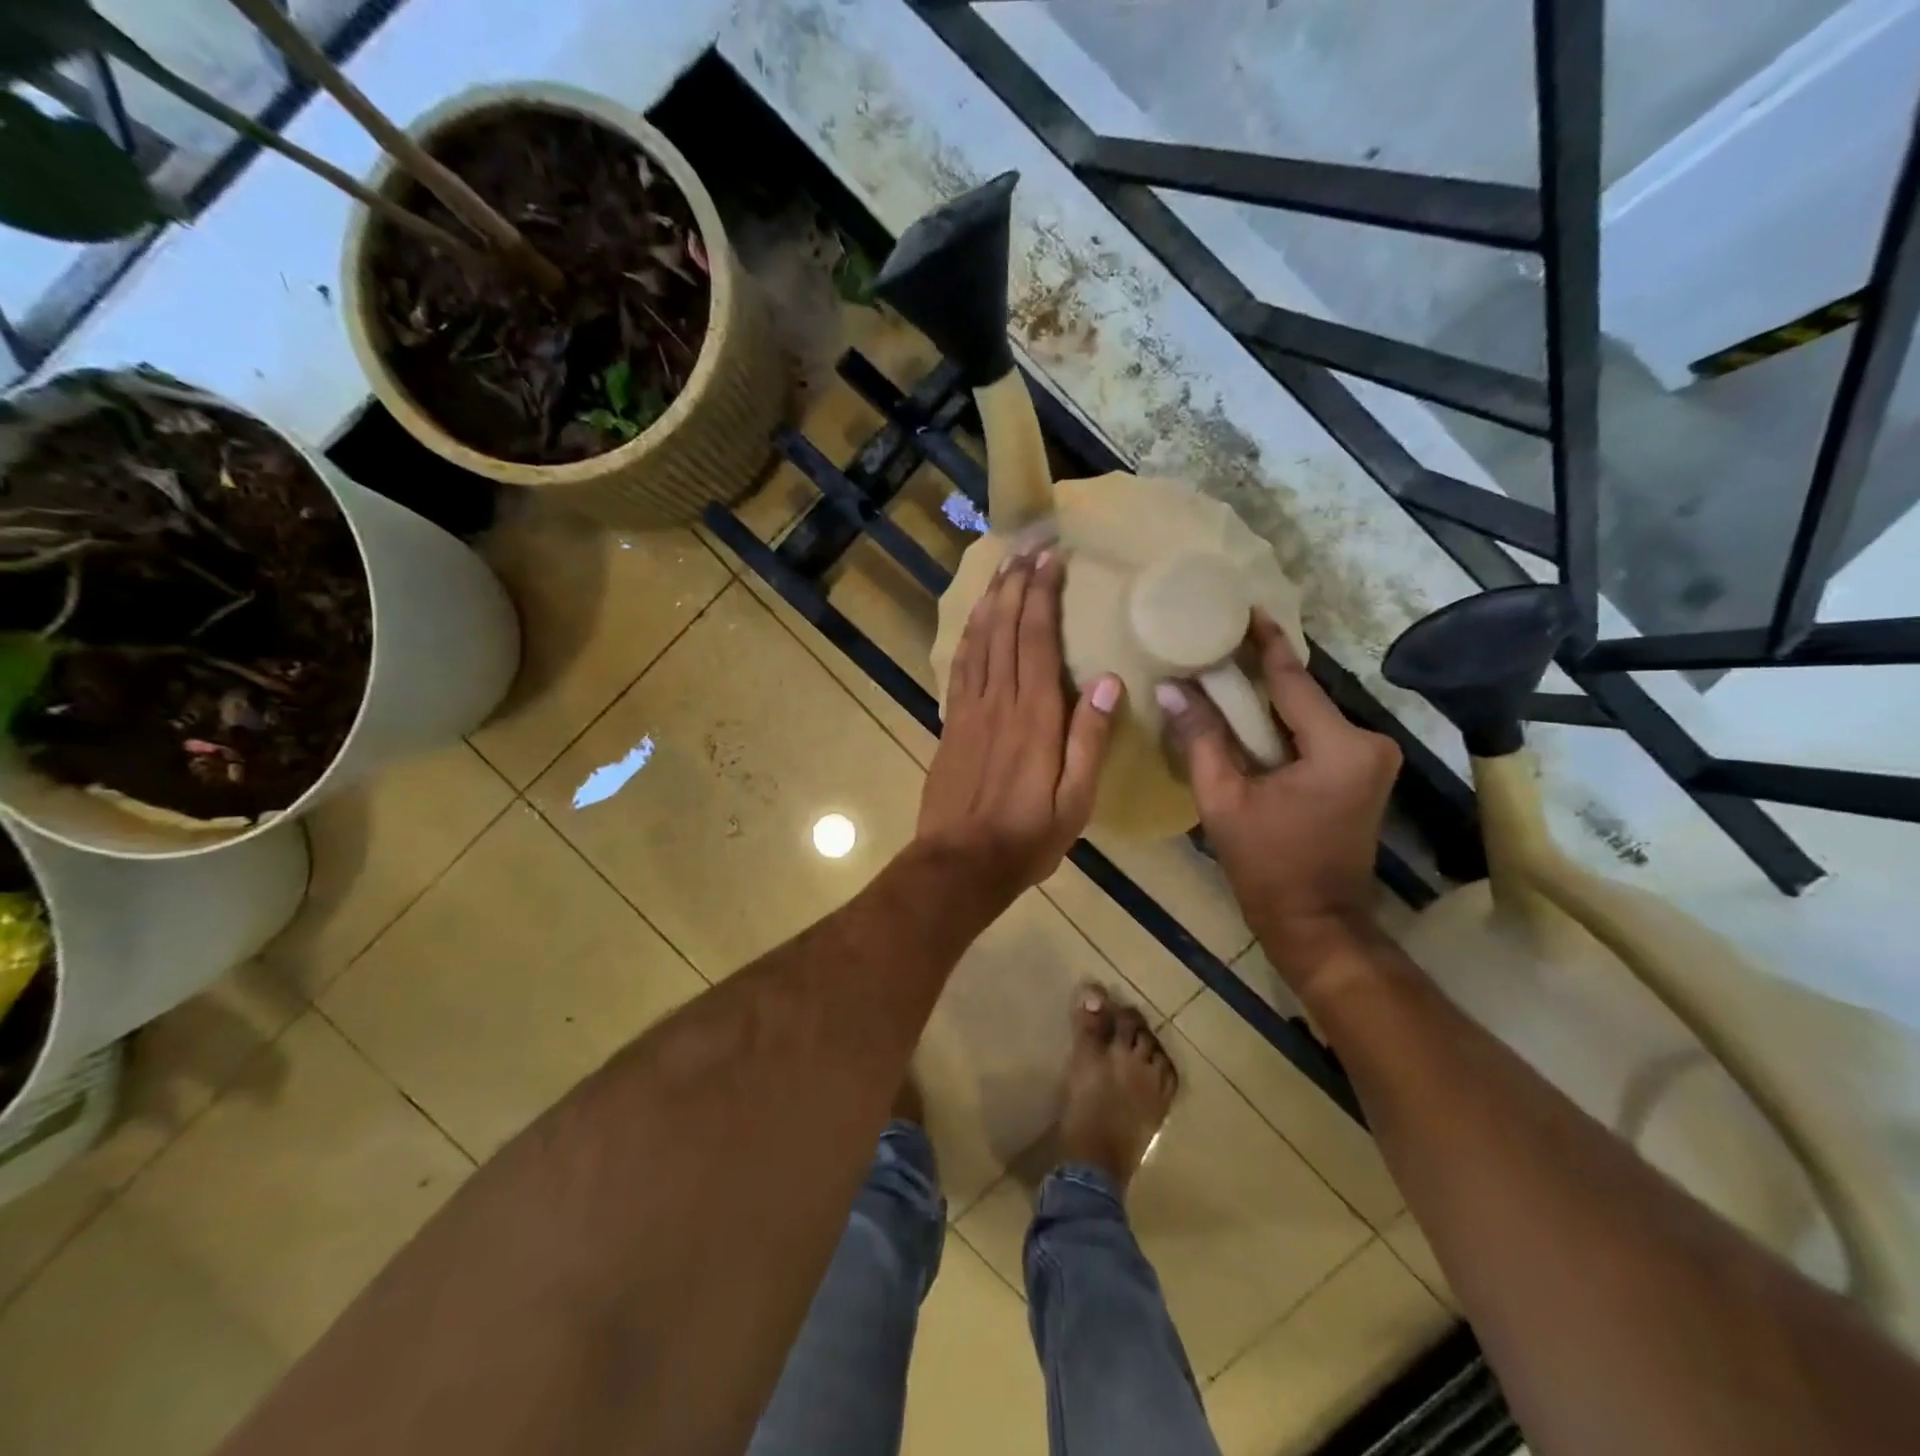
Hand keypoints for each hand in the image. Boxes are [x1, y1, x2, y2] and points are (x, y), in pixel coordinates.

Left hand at [916, 549, 1121, 903]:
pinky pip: (960, 667)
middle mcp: (999, 702)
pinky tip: (975, 620)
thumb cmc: (1025, 838)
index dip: (1044, 596)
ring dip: (991, 601)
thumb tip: (1109, 680)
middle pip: (1007, 629)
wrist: (958, 864)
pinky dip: (969, 635)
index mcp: (1035, 717)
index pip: (1038, 640)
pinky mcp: (950, 723)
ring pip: (979, 641)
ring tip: (1002, 568)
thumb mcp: (1074, 801)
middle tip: (1028, 546)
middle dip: (1017, 584)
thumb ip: (1090, 739)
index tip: (1051, 560)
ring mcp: (968, 710)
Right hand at [1157, 613, 1399, 992]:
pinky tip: (1247, 715)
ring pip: (1307, 714)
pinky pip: (1315, 734)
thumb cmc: (1267, 865)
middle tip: (1217, 643)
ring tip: (1222, 674)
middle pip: (1301, 695)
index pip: (1293, 679)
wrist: (1316, 922)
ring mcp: (1371, 758)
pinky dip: (1281, 725)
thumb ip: (1201, 738)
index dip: (1265, 642)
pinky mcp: (1363, 772)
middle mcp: (1367, 742)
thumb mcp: (1223, 799)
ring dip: (1268, 700)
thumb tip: (1171, 687)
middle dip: (1260, 671)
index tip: (1245, 607)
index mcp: (1339, 746)